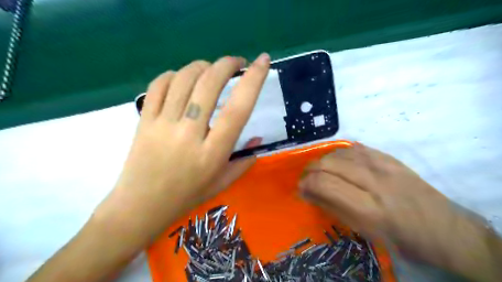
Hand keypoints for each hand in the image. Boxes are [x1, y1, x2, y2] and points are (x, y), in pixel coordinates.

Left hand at [98, 54, 270, 232]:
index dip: (254, 80)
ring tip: (211, 69)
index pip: (238, 109)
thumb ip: (244, 161)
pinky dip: (174, 74)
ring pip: (184, 79)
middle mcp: (189, 133)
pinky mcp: (144, 120)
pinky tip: (183, 78)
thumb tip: (257, 139)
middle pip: (209, 84)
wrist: (140, 207)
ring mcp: (163, 124)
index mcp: (213, 152)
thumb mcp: (222, 182)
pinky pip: (159, 85)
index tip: (263, 61)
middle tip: (236, 62)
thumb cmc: (186, 197)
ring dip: (202, 66)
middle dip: (227, 64)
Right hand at [297, 145, 497, 279]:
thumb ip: (333, 209)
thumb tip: (308, 193)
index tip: (300, 188)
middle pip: (330, 164)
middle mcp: (375, 181)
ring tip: (319, 169)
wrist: (445, 230)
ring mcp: (384, 166)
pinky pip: (357, 148)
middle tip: (305, 178)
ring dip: (323, 160)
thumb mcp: (365, 233)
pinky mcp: (391, 158)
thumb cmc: (402, 239)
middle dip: (310, 169)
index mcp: (369, 208)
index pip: (325, 184)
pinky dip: (340, 153)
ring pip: (341, 153)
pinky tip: (336, 160)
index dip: (307, 183)